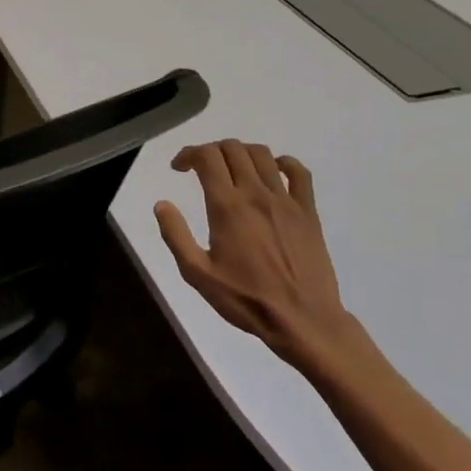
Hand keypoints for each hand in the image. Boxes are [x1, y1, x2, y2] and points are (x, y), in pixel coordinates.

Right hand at [154, 140, 353, 369]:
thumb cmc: (246, 299)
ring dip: (240, 153)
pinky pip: (299, 173)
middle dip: (211, 150)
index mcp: (227, 207)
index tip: (179, 168)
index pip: (207, 157)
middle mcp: (256, 195)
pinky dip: (283, 162)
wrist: (303, 321)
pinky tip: (272, 172)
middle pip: (233, 149)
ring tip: (231, 169)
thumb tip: (161, 204)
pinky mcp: (308, 212)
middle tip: (201, 169)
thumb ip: (175, 235)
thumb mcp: (197, 274)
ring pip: (262, 154)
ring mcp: (286, 201)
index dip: (188, 154)